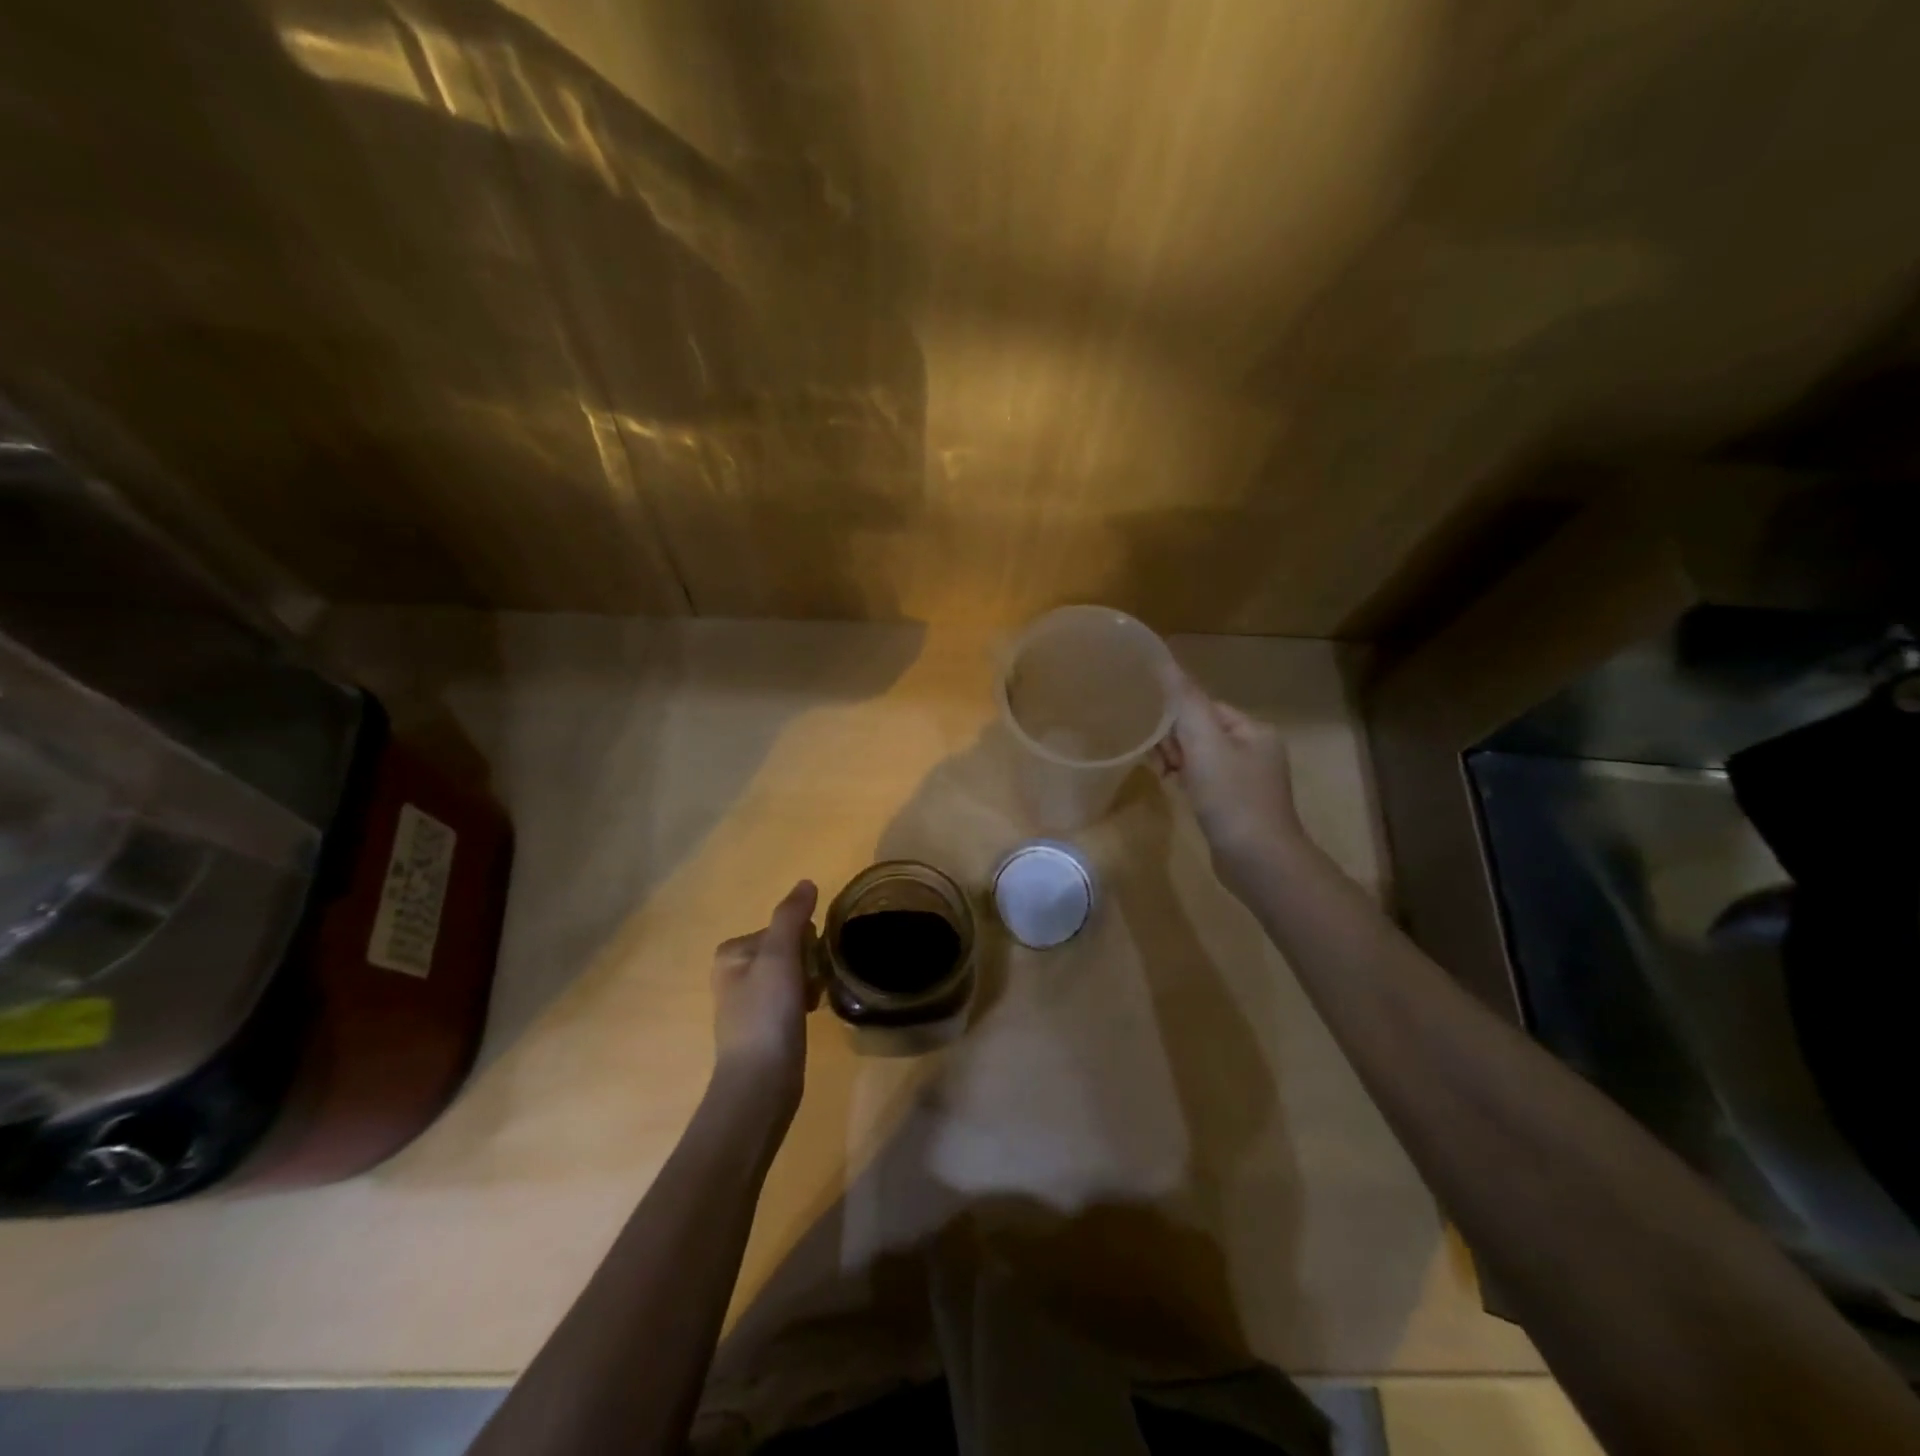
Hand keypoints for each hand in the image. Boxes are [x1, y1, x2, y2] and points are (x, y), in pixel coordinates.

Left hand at [711, 880, 819, 1112]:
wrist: (760, 1083)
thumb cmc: (767, 1014)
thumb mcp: (780, 956)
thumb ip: (792, 916)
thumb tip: (806, 883)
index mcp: (732, 952)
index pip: (784, 928)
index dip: (804, 943)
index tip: (808, 965)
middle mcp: (734, 972)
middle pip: (788, 949)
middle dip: (808, 963)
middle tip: (812, 986)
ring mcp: (747, 1001)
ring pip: (793, 973)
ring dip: (809, 982)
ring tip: (813, 1003)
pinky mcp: (761, 1025)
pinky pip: (791, 997)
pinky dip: (804, 1002)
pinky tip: (809, 1016)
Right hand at [1153, 674, 1303, 877]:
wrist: (1259, 861)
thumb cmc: (1232, 798)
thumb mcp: (1204, 744)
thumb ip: (1184, 701)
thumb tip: (1163, 659)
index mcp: (1254, 730)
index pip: (1205, 707)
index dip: (1175, 716)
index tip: (1154, 735)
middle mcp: (1256, 750)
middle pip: (1202, 730)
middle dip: (1175, 741)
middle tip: (1159, 761)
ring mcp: (1248, 780)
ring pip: (1201, 757)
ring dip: (1178, 761)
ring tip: (1164, 776)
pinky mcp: (1237, 805)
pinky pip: (1205, 781)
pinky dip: (1188, 781)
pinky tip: (1176, 791)